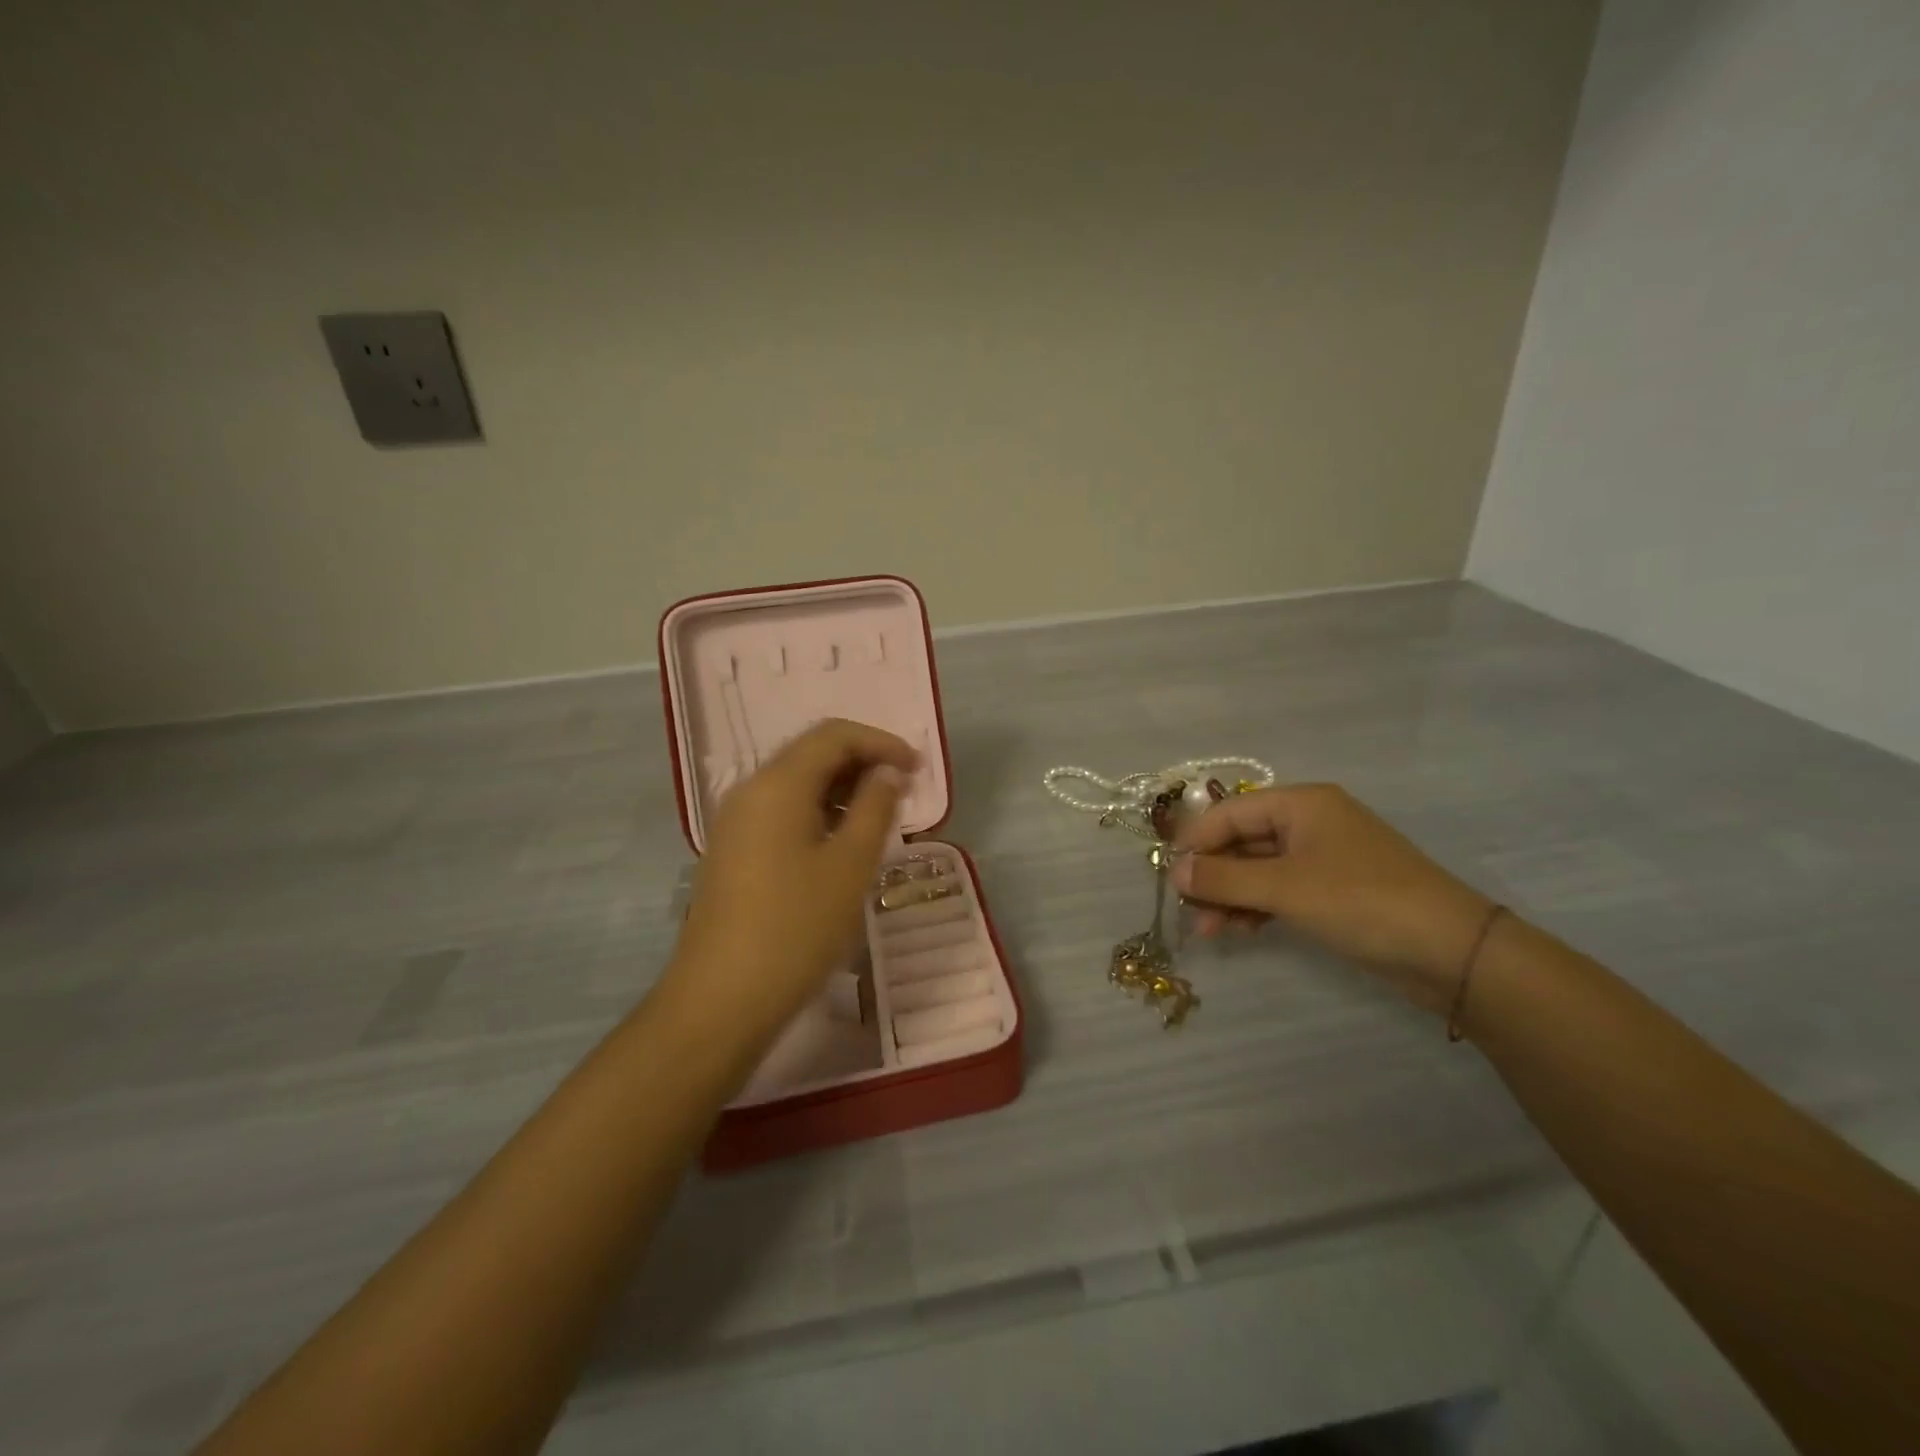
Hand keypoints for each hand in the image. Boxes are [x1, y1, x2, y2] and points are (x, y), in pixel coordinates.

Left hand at [664, 718, 917, 1042]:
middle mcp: (749, 792)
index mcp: (777, 784)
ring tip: (880, 819)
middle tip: (904, 791)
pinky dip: (818, 814)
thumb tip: (887, 772)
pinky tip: (842, 845)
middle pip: (811, 754)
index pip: (833, 735)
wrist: (721, 1000)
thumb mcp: (850, 866)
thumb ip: (875, 808)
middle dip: (862, 763)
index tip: (918, 769)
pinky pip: (781, 813)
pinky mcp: (733, 853)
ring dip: (842, 790)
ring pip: (796, 785)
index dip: (881, 742)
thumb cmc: (796, 928)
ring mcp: (735, 824)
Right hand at [1171, 784, 1493, 1012]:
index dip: (1196, 842)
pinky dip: (1257, 907)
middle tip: (1187, 909)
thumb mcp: (1285, 888)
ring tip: (1209, 930)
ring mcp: (1323, 857)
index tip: (1169, 877)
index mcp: (1301, 804)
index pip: (1229, 813)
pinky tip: (1240, 930)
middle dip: (1213, 875)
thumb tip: (1174, 870)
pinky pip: (1280, 889)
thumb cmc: (1362, 902)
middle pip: (1242, 840)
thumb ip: (1224, 878)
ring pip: (1258, 869)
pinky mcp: (1333, 891)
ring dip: (1230, 895)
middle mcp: (1310, 822)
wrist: (1453, 952)